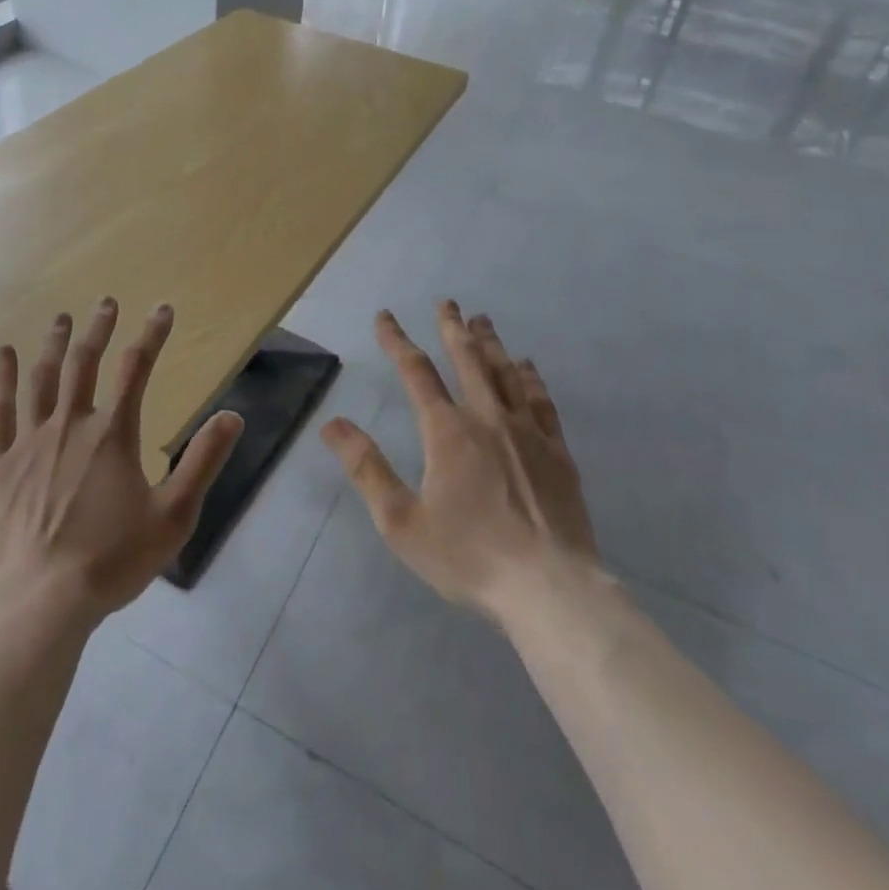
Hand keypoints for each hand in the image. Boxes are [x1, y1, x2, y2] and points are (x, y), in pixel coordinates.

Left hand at [0, 298, 242, 625]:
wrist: (39, 603)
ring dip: (54, 344)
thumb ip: (203, 462)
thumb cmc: (111, 560)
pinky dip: (2, 380)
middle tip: (106, 302)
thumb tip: (233, 416)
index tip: (162, 309)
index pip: (138, 368)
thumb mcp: (173, 516)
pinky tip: (4, 355)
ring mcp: (29, 442)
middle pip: (86, 362)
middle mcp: (70, 425)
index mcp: (112, 434)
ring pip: (43, 379)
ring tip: (61, 318)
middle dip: (99, 328)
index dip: (152, 335)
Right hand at [321, 302, 600, 624]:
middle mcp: (487, 418)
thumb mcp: (401, 520)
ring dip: (490, 343)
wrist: (549, 587)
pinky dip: (529, 377)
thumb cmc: (469, 556)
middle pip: (467, 360)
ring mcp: (527, 432)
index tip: (385, 316)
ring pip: (505, 372)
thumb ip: (367, 468)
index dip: (397, 340)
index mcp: (447, 431)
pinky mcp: (557, 452)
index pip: (416, 372)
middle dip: (452, 328)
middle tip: (447, 302)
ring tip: (482, 320)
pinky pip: (540, 400)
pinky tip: (526, 366)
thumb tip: (332, 423)